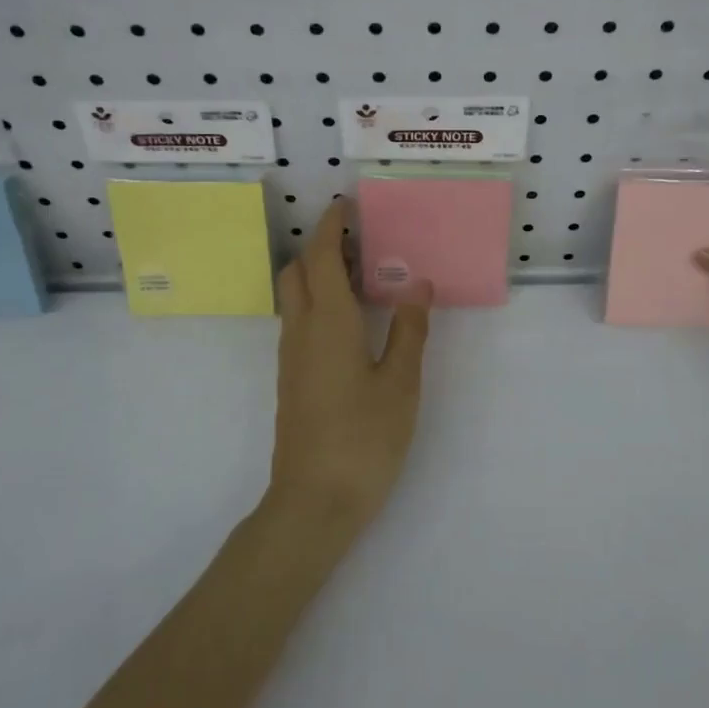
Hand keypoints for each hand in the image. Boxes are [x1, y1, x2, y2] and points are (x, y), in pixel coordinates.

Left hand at [269, 201, 431, 527]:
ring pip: (294, 297)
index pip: (319, 257)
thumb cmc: (363, 439)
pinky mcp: (292, 379)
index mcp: (328, 323)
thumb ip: (409, 330)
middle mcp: (301, 331)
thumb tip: (417, 284)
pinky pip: (299, 322)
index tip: (346, 205)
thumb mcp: (400, 384)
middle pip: (296, 271)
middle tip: (360, 243)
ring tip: (360, 276)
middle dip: (320, 247)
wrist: (313, 501)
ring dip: (318, 275)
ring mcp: (291, 357)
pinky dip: (318, 303)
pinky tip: (351, 322)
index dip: (330, 226)